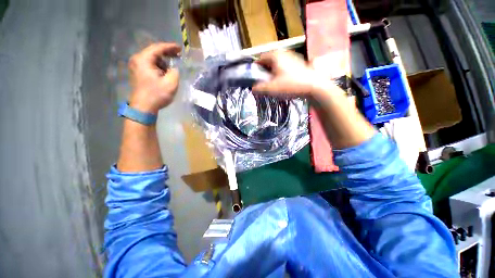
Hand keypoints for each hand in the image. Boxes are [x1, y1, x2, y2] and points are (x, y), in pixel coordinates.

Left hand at [128, 42, 180, 113]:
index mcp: (144, 59)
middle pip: (154, 52)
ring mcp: (135, 66)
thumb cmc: (157, 94)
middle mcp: (137, 59)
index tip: (180, 48)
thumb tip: (174, 68)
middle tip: (178, 56)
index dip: (170, 47)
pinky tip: (165, 72)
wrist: (143, 107)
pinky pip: (149, 64)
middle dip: (167, 53)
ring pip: (152, 59)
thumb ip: (175, 71)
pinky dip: (158, 66)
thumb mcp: (171, 83)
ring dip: (163, 61)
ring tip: (173, 67)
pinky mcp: (137, 72)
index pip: (158, 48)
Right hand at [252, 50, 336, 97]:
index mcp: (275, 55)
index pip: (259, 60)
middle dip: (264, 73)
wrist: (314, 87)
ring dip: (273, 75)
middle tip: (265, 85)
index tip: (256, 81)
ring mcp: (292, 57)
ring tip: (275, 86)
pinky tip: (284, 84)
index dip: (255, 70)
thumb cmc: (290, 86)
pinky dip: (281, 75)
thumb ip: (259, 88)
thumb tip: (253, 88)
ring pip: (277, 65)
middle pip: (268, 62)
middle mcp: (283, 53)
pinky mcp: (298, 64)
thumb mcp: (271, 89)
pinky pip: (284, 68)